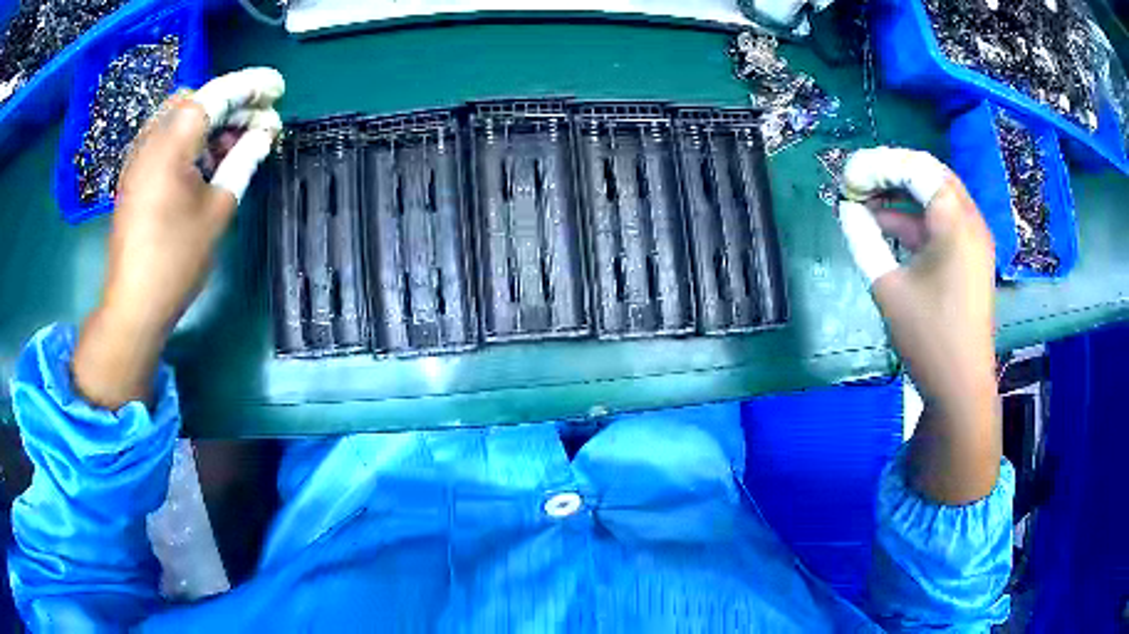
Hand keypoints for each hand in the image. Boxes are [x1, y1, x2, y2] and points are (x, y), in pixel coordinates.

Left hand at [73, 68, 284, 409]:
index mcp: (173, 142)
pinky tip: (205, 162)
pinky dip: (190, 138)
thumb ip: (243, 161)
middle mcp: (152, 138)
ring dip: (211, 121)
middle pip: (197, 99)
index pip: (218, 94)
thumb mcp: (218, 210)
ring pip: (181, 116)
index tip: (279, 91)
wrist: (133, 304)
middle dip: (231, 103)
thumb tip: (265, 133)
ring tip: (235, 145)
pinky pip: (166, 137)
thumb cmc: (176, 261)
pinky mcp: (135, 174)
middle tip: (258, 124)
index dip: (252, 87)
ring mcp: (139, 156)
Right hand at [837, 147, 999, 503]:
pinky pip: (942, 222)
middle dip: (891, 172)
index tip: (848, 178)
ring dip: (902, 194)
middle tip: (858, 182)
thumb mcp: (889, 287)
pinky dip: (915, 218)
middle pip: (930, 174)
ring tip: (865, 201)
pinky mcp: (971, 258)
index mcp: (955, 222)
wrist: (961, 388)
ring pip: (936, 196)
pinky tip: (887, 225)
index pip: (916, 167)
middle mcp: (970, 221)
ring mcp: (974, 240)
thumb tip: (847, 210)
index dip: (878, 164)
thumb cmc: (928, 338)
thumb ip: (864, 240)